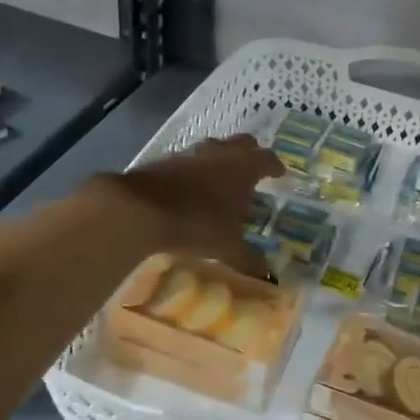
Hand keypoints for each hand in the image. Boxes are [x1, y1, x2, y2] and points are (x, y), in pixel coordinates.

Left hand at [94, 136, 282, 268]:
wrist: (140, 209)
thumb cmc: (197, 224)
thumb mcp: (228, 247)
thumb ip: (250, 259)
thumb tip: (269, 276)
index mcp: (244, 168)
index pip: (268, 159)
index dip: (275, 166)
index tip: (279, 174)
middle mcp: (221, 153)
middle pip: (243, 143)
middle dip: (251, 153)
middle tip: (254, 169)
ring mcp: (192, 153)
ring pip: (215, 147)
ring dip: (221, 158)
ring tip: (222, 178)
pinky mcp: (166, 159)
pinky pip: (189, 159)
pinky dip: (196, 169)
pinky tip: (192, 186)